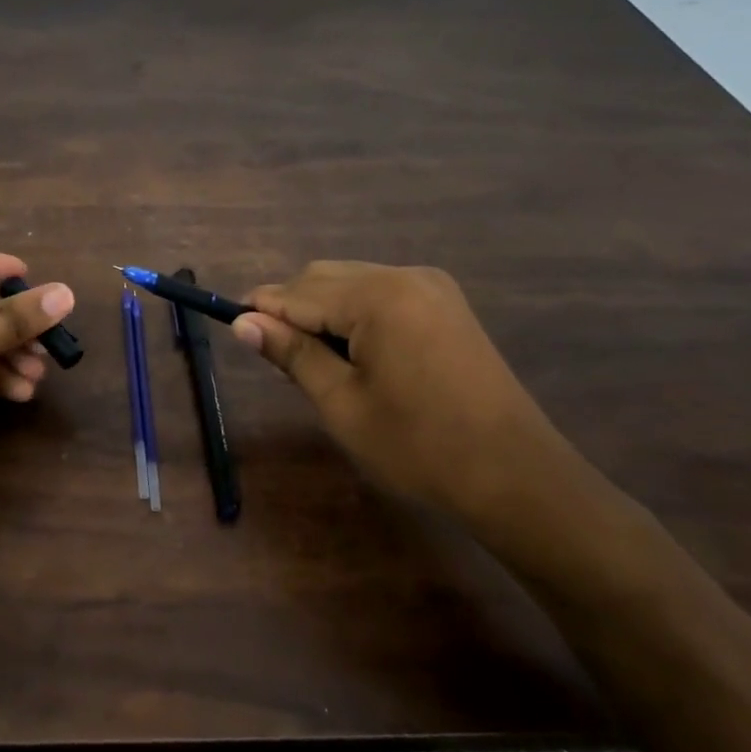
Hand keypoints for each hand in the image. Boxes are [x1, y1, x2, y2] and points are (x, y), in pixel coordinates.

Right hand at [232, 261, 568, 519]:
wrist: (515, 476)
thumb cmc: (418, 446)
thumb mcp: (342, 403)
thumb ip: (292, 353)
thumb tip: (242, 323)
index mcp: (378, 297)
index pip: (298, 293)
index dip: (262, 311)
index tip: (235, 332)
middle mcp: (405, 275)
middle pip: (324, 278)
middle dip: (293, 310)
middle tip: (281, 361)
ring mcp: (431, 287)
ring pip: (352, 283)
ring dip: (323, 312)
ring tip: (318, 364)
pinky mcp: (446, 304)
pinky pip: (381, 294)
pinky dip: (355, 315)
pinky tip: (356, 354)